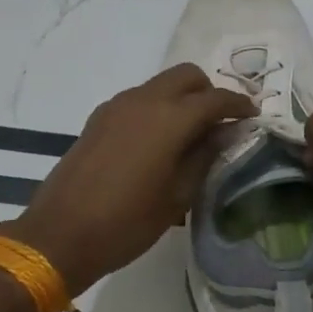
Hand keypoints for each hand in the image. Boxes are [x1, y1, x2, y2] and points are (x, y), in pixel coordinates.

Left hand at [1, 64, 254, 296]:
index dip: (238, 105)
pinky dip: (157, 109)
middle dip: (208, 92)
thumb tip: (225, 133)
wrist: (60, 235)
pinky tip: (158, 144)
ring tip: (190, 135)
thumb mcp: (177, 196)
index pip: (214, 98)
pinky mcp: (98, 119)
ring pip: (159, 85)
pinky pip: (138, 100)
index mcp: (168, 119)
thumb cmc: (127, 223)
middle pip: (186, 76)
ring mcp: (116, 107)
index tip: (253, 116)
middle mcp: (142, 101)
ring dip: (181, 99)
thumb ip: (204, 157)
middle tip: (220, 123)